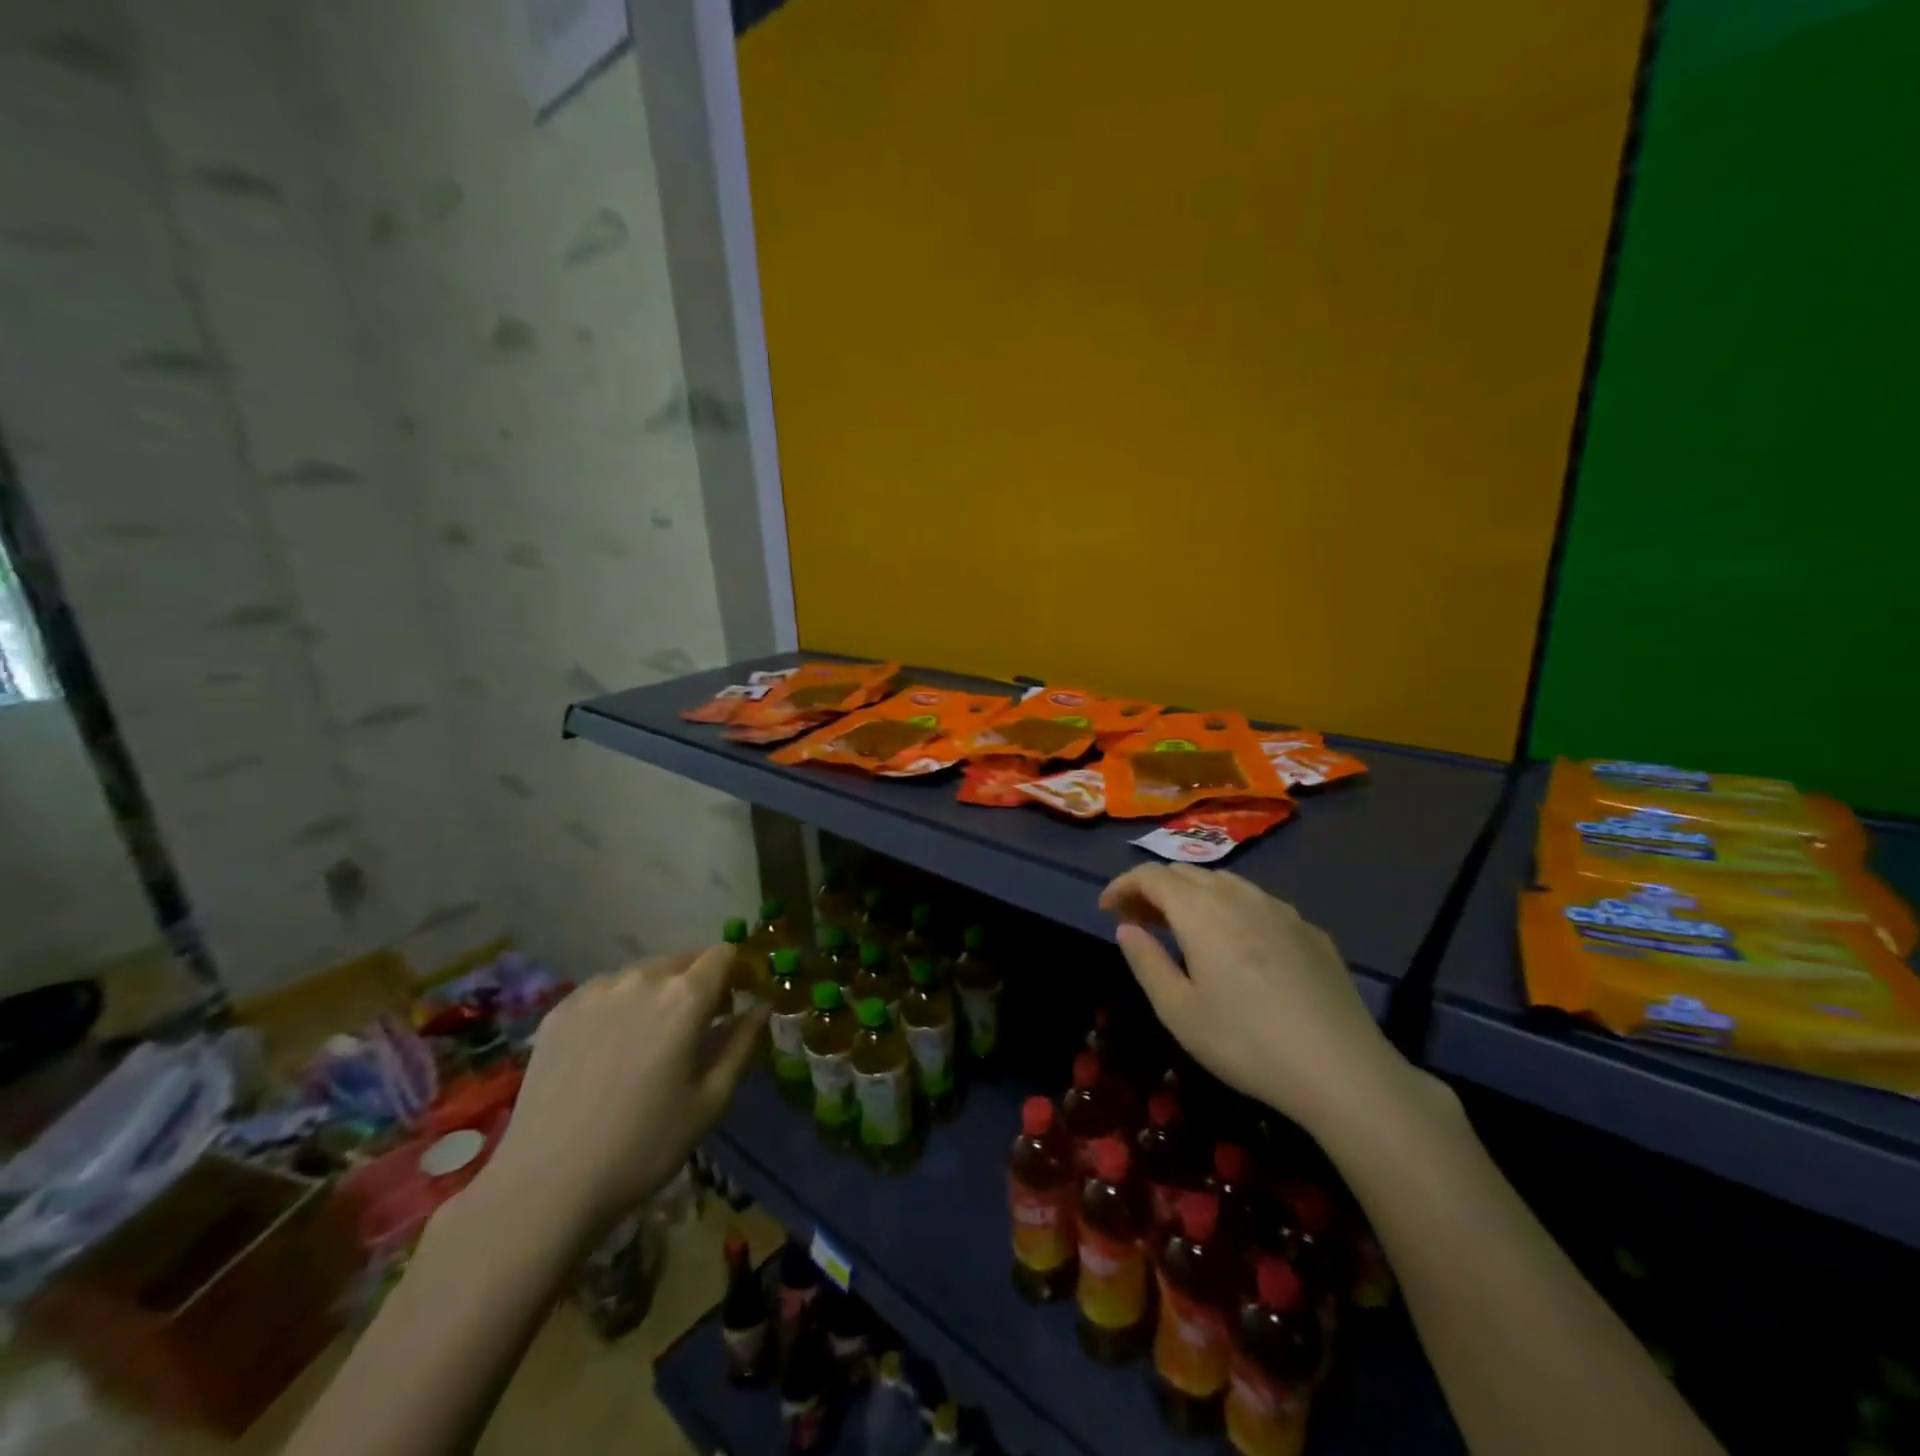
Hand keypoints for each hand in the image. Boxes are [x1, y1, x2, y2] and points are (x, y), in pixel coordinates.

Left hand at [474, 946, 763, 1245]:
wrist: (546, 1186)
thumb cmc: (644, 1146)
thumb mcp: (710, 1101)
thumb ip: (742, 1043)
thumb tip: (761, 1007)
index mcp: (685, 997)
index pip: (723, 954)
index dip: (735, 972)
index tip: (734, 1001)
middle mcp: (641, 979)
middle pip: (683, 960)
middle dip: (698, 983)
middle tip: (695, 1027)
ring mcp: (595, 991)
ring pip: (642, 973)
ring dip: (657, 991)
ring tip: (648, 1039)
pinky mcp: (560, 1010)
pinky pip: (605, 991)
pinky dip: (619, 1004)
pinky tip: (608, 1048)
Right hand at [1100, 865, 1406, 1132]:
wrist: (1342, 1069)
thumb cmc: (1246, 1042)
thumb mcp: (1179, 1011)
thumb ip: (1146, 962)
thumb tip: (1127, 928)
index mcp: (1201, 912)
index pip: (1151, 876)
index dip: (1123, 886)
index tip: (1105, 909)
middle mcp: (1239, 896)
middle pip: (1186, 873)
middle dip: (1154, 889)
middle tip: (1137, 921)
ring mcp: (1280, 909)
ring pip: (1224, 883)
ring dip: (1192, 895)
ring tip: (1180, 928)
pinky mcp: (1309, 930)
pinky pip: (1256, 902)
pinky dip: (1229, 908)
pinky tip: (1235, 943)